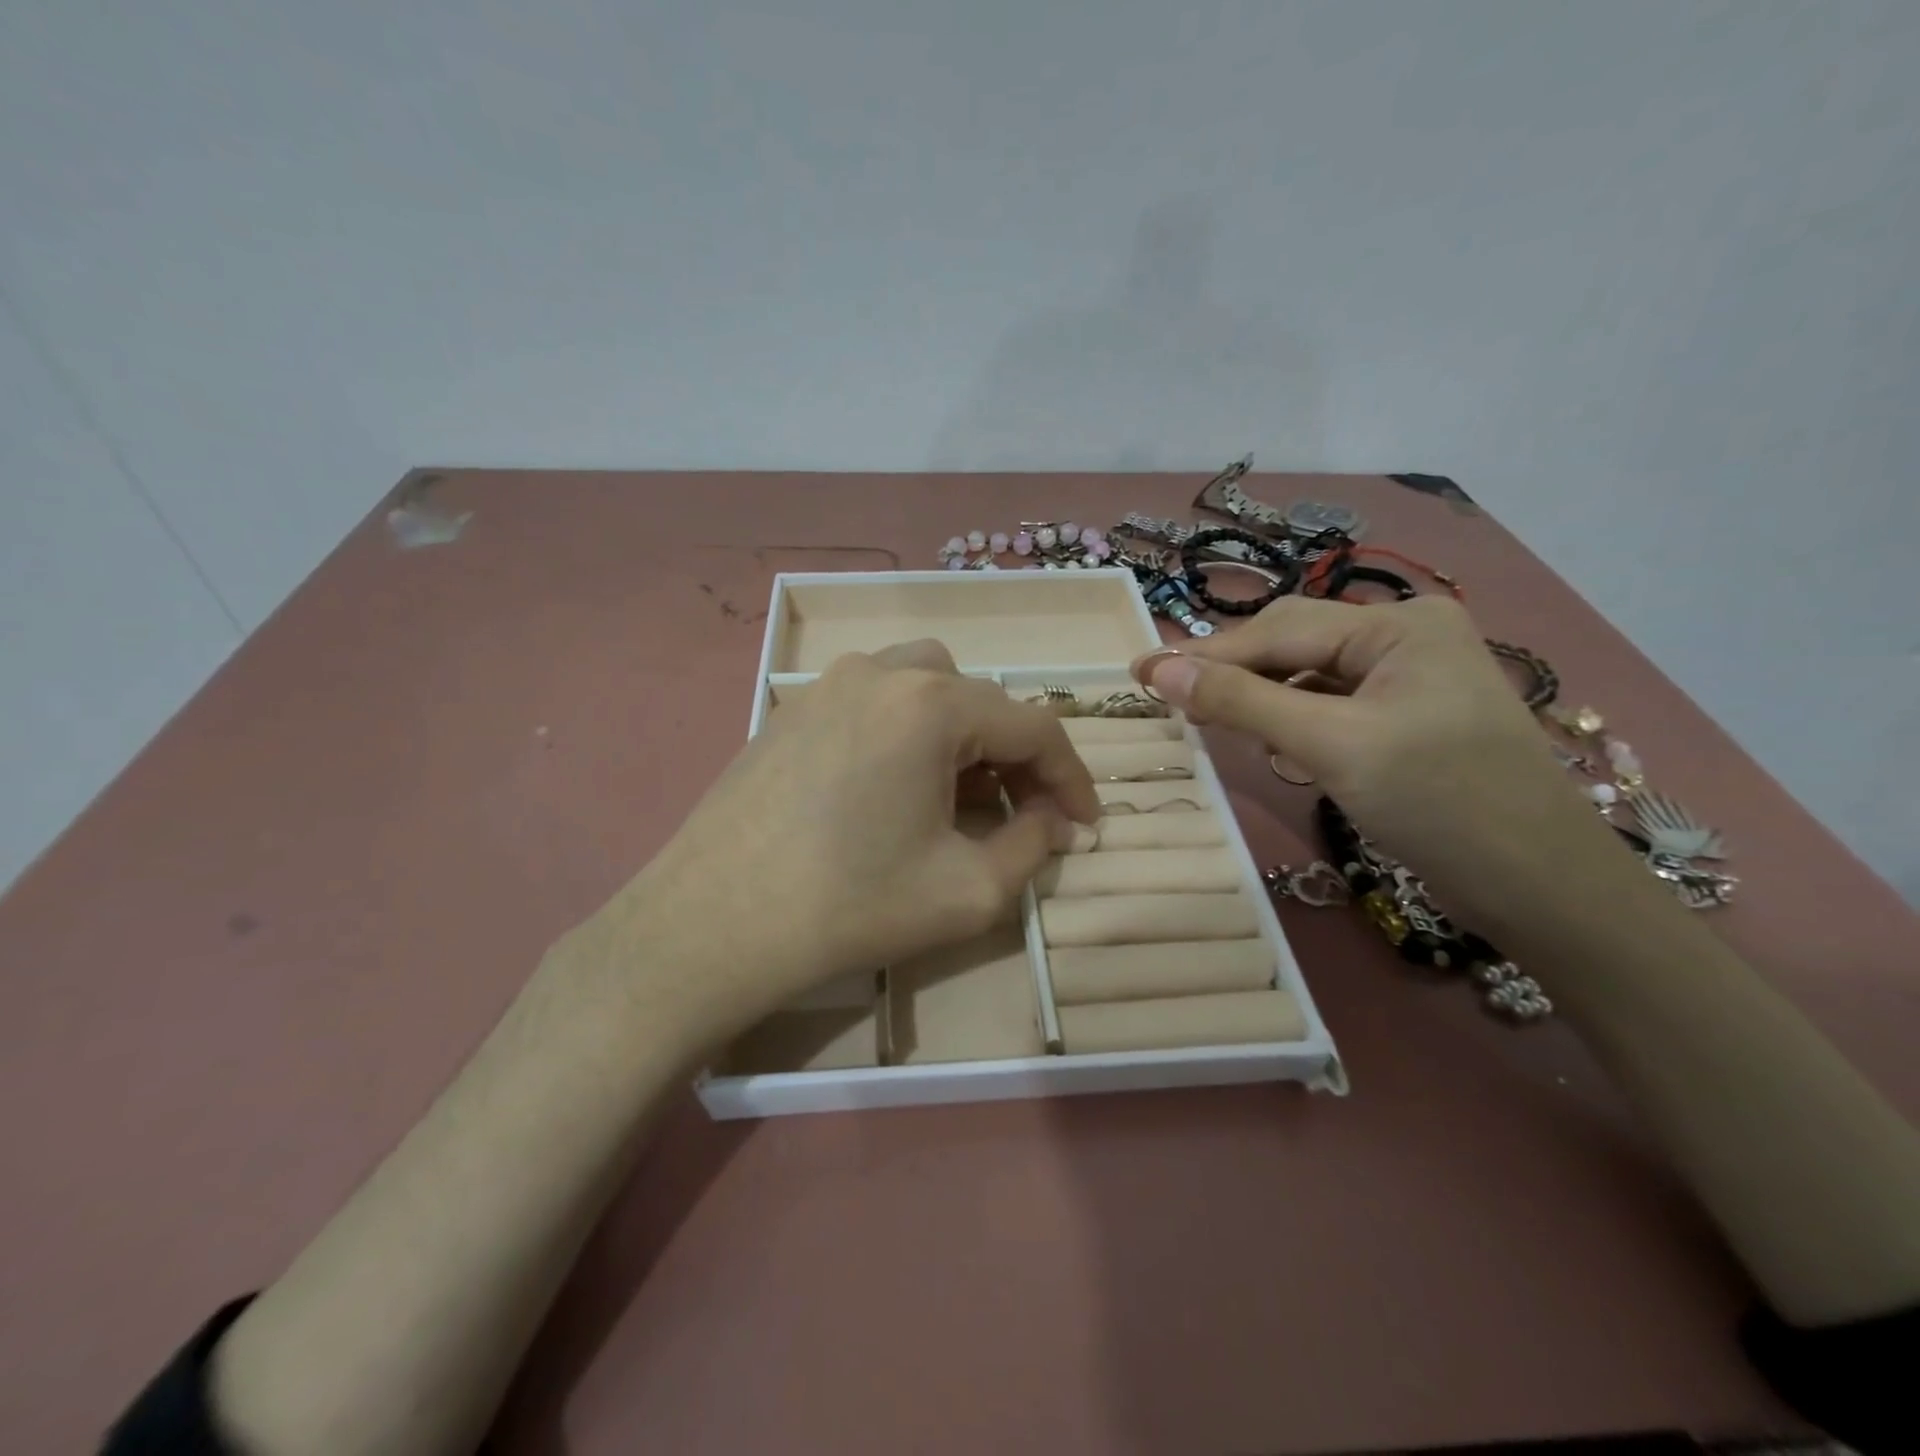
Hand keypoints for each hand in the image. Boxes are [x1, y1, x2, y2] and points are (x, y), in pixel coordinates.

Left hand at [596, 640, 1100, 1032]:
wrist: (711, 926)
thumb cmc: (850, 906)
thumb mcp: (968, 891)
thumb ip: (1031, 847)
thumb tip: (1054, 822)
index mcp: (931, 703)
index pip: (1033, 726)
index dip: (1071, 777)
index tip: (1085, 825)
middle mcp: (882, 671)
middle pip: (980, 700)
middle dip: (1014, 757)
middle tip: (1020, 816)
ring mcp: (827, 684)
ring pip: (926, 686)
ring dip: (961, 734)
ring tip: (957, 795)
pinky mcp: (792, 709)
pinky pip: (874, 701)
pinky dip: (907, 731)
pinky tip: (893, 788)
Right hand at [1132, 596, 1641, 929]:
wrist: (1545, 889)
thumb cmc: (1441, 805)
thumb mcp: (1332, 747)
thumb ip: (1242, 702)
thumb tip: (1159, 671)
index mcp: (1400, 624)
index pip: (1279, 631)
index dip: (1205, 655)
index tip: (1138, 672)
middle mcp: (1408, 635)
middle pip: (1294, 643)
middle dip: (1232, 672)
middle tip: (1169, 698)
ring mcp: (1412, 676)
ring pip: (1309, 675)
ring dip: (1259, 696)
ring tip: (1208, 719)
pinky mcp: (1410, 715)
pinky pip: (1332, 702)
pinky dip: (1293, 717)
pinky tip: (1270, 739)